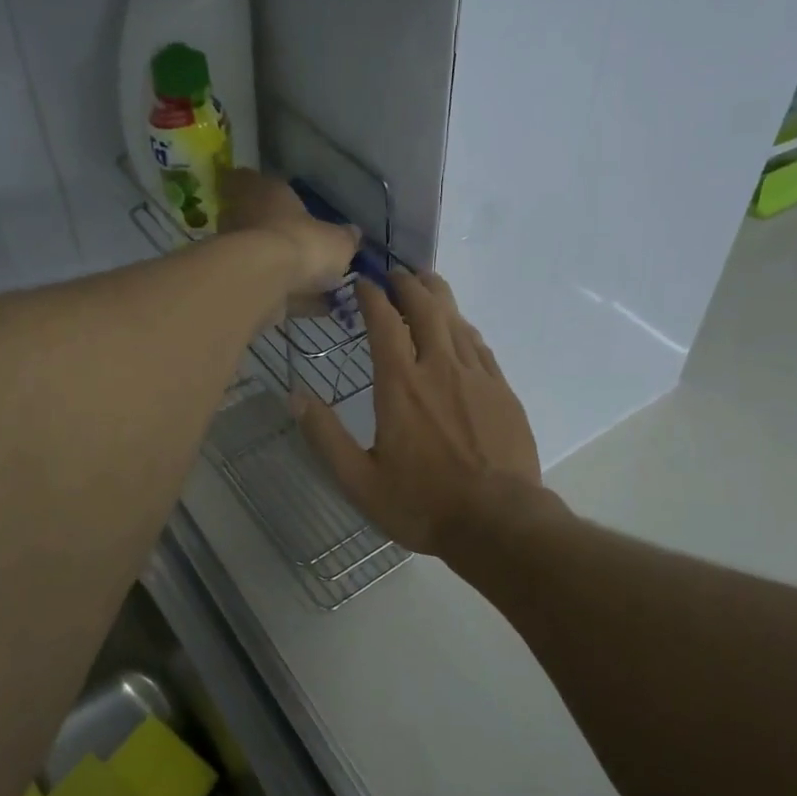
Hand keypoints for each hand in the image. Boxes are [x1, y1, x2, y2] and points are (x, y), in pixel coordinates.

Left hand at [218, 168, 359, 300]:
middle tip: (306, 246)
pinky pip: (271, 287)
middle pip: (257, 220)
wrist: (266, 282)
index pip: (249, 178)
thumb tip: (353, 234)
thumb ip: (345, 237)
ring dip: (285, 268)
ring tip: (320, 284)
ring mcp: (237, 251)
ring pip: (263, 256)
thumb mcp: (339, 240)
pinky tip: (318, 307)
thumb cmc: (303, 243)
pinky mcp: (239, 283)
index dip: (260, 187)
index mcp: (265, 192)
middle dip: (278, 233)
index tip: (276, 200)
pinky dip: (292, 296)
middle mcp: (243, 217)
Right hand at [297, 270, 545, 558]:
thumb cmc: (423, 503)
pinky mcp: (501, 389)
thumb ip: (326, 436)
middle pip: (425, 307)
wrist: (499, 521)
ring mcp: (476, 375)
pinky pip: (479, 344)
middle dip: (408, 284)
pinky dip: (463, 326)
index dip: (372, 296)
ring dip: (438, 295)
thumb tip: (295, 396)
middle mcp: (439, 367)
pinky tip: (460, 327)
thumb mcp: (360, 481)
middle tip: (396, 274)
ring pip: (456, 319)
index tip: (363, 283)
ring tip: (425, 282)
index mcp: (400, 385)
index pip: (384, 322)